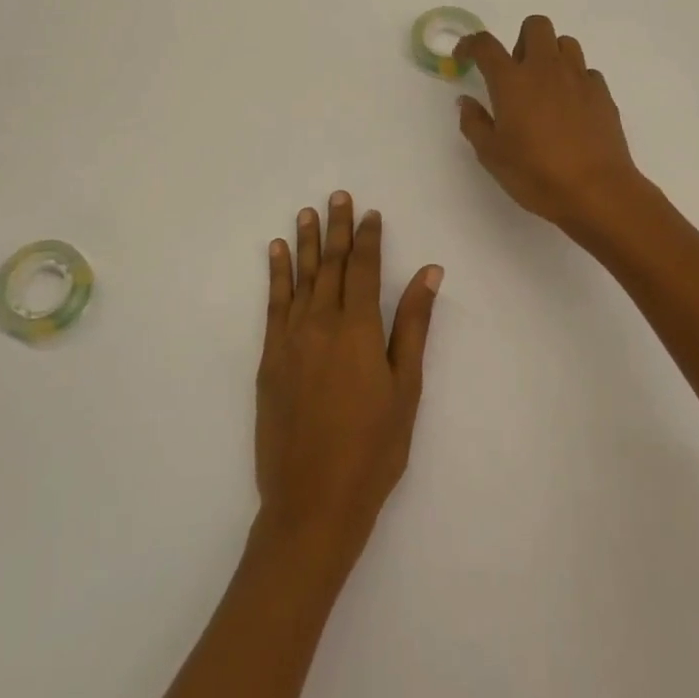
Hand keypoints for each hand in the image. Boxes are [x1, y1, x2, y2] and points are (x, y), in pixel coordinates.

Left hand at [256, 192, 442, 572]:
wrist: (312, 501)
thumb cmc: (373, 448)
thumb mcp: (406, 387)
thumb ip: (413, 325)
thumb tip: (429, 272)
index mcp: (359, 329)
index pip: (364, 269)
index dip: (369, 238)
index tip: (371, 213)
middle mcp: (321, 324)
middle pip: (331, 265)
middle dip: (337, 228)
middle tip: (338, 196)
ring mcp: (290, 340)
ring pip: (301, 278)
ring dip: (307, 242)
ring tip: (308, 212)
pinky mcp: (269, 359)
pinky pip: (272, 304)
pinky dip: (276, 274)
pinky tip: (277, 252)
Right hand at [456, 15, 642, 231]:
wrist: (596, 190)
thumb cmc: (536, 174)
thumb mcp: (492, 155)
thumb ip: (474, 123)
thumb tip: (466, 102)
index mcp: (512, 81)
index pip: (486, 45)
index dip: (471, 44)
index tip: (465, 56)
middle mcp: (546, 68)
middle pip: (535, 25)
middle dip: (521, 40)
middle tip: (516, 72)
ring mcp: (578, 78)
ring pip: (565, 43)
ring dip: (551, 55)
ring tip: (545, 87)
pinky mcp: (602, 93)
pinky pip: (586, 71)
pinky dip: (574, 80)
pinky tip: (571, 108)